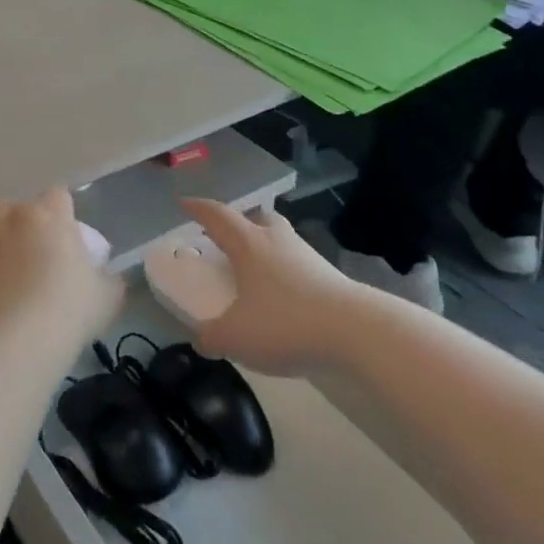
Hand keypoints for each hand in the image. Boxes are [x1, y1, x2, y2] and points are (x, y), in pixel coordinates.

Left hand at [0, 190, 123, 352]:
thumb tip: (105, 275)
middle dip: (26, 226)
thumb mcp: (107, 297)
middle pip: (18, 208)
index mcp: (49, 213)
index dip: (63, 216)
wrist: (14, 342)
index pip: (59, 197)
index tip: (67, 241)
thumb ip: (107, 278)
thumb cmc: (68, 311)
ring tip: (5, 268)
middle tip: (35, 258)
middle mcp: (11, 213)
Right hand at [179, 199, 354, 376]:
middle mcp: (277, 241)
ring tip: (255, 273)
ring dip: (266, 250)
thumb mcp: (237, 337)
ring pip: (281, 241)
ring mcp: (308, 257)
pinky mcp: (331, 278)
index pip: (217, 215)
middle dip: (240, 223)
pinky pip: (299, 267)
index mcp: (248, 244)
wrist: (358, 332)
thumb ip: (212, 337)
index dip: (198, 208)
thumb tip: (201, 339)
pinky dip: (286, 276)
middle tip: (226, 238)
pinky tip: (284, 300)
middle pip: (257, 218)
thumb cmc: (286, 322)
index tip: (184, 204)